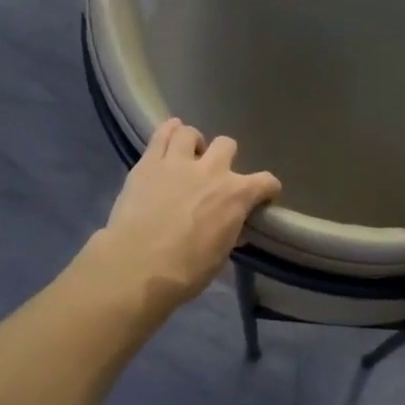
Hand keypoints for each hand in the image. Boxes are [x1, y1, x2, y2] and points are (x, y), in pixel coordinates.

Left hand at [93, 119, 281, 310]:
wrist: (137, 266)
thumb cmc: (185, 271)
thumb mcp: (219, 255)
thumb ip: (228, 232)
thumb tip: (233, 227)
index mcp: (236, 196)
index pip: (266, 182)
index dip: (267, 189)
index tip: (263, 196)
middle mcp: (211, 170)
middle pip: (227, 145)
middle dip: (225, 158)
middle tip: (214, 175)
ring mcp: (178, 162)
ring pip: (191, 133)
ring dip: (193, 144)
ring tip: (187, 156)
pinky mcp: (148, 162)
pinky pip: (161, 134)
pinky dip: (168, 132)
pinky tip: (169, 138)